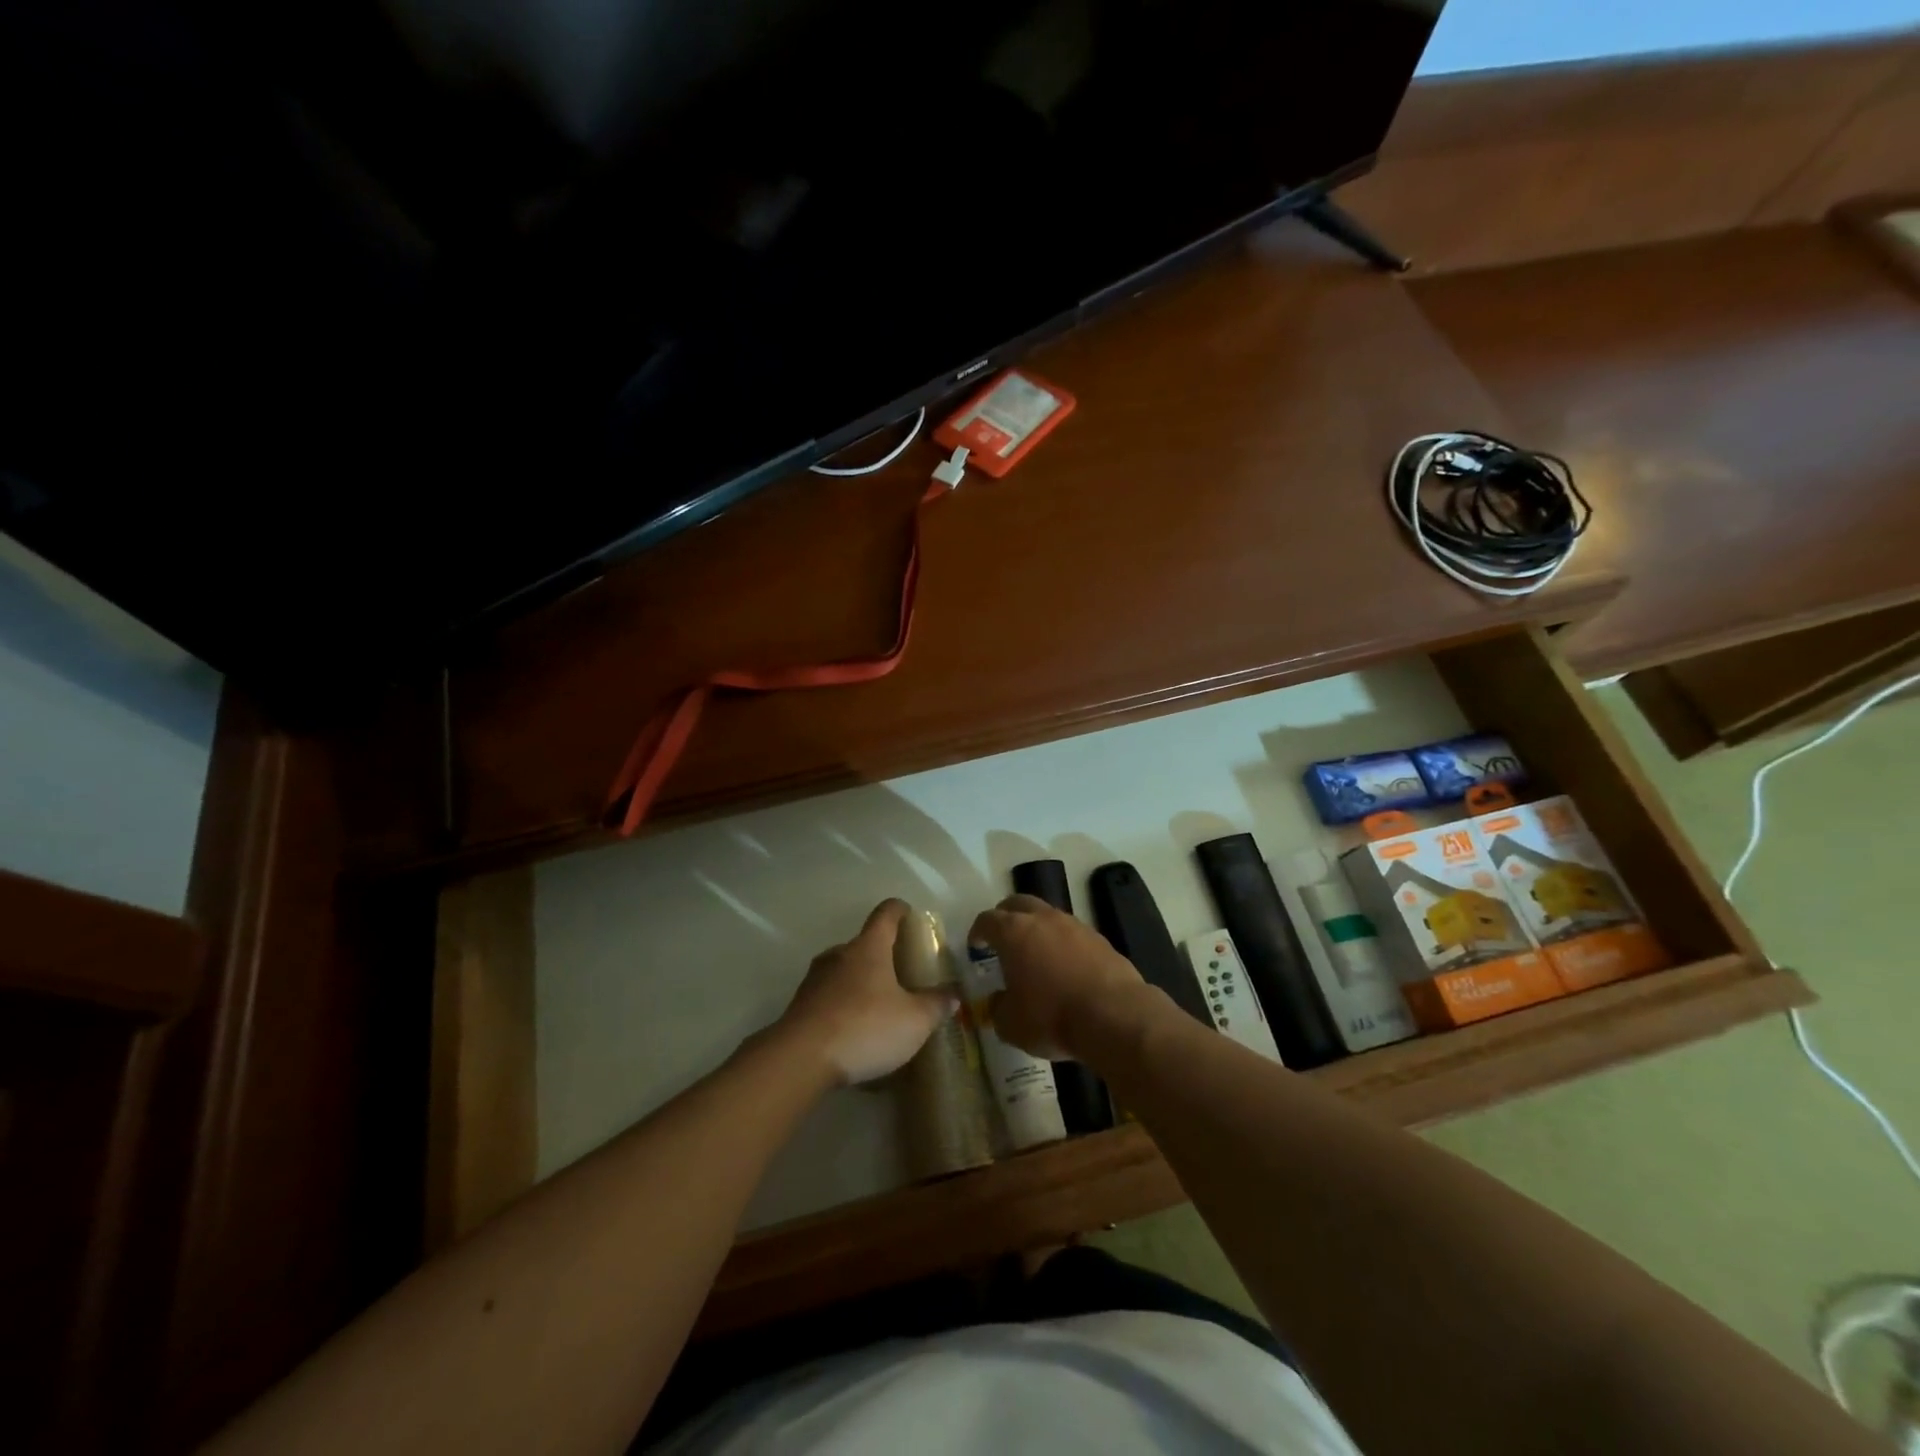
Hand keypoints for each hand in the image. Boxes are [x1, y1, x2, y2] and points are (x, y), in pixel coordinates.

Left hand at [779, 900, 956, 1085]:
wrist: (800, 1059)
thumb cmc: (865, 1027)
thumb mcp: (915, 1021)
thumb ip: (937, 1004)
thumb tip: (954, 993)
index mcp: (869, 947)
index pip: (886, 913)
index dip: (901, 911)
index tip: (912, 918)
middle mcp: (840, 954)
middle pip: (865, 943)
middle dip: (884, 955)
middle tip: (904, 976)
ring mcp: (815, 978)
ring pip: (845, 970)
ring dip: (862, 982)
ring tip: (880, 1008)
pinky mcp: (800, 1005)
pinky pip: (829, 997)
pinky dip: (844, 1006)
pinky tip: (856, 1033)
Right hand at [968, 895, 1146, 1059]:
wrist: (1114, 1015)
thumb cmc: (1052, 1017)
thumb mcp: (1011, 1024)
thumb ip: (998, 1008)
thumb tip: (999, 1001)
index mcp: (1014, 932)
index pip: (987, 920)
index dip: (978, 931)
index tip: (975, 944)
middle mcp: (1043, 919)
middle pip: (1018, 904)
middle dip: (1006, 916)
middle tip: (1001, 937)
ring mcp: (1074, 925)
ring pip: (1048, 916)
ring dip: (1037, 928)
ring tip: (1035, 954)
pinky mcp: (1099, 939)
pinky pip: (1072, 933)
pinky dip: (1062, 944)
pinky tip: (1064, 967)